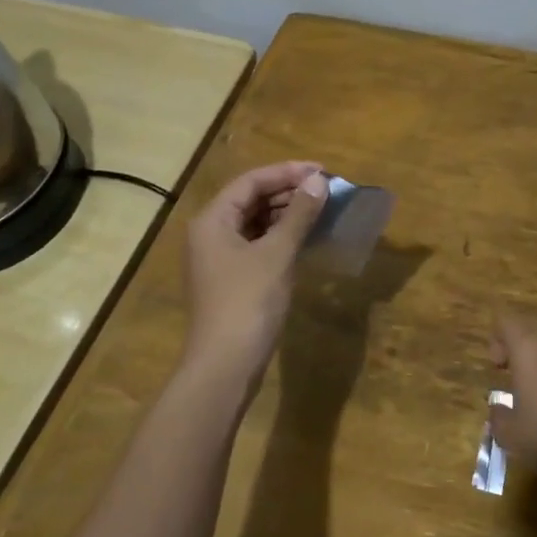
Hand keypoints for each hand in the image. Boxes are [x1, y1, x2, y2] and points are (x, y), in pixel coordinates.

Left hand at [181, 161, 329, 389]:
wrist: (225, 365)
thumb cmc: (248, 302)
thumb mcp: (277, 254)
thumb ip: (299, 215)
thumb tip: (319, 182)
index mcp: (213, 220)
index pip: (251, 181)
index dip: (287, 172)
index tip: (322, 171)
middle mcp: (210, 233)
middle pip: (251, 199)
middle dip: (288, 192)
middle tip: (326, 191)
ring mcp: (219, 258)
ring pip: (255, 223)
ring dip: (286, 214)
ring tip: (321, 210)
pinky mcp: (231, 279)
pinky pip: (257, 245)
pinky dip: (281, 237)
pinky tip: (307, 239)